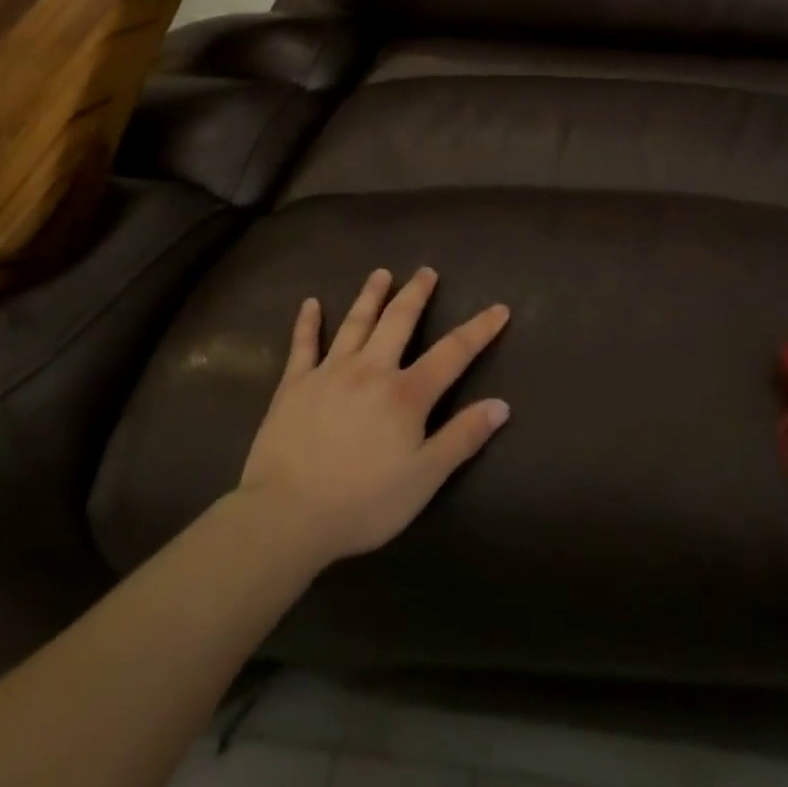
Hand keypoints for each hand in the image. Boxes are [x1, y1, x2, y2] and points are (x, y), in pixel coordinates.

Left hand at [237, 268, 510, 568]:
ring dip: (370, 296)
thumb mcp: (424, 479)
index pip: (453, 353)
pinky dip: (307, 322)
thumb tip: (501, 405)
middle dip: (416, 294)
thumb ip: (462, 438)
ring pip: (355, 323)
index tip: (499, 308)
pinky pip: (303, 345)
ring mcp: (329, 372)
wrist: (286, 515)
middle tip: (426, 271)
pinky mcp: (294, 384)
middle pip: (398, 321)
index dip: (479, 330)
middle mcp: (371, 370)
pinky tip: (310, 304)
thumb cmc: (362, 502)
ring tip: (381, 274)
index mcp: (406, 394)